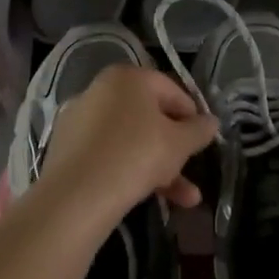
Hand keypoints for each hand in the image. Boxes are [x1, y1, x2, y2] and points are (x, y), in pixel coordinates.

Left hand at [35, 66, 217, 227]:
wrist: (78, 194)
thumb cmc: (137, 154)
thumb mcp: (179, 143)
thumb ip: (199, 130)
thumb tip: (211, 122)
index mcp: (128, 78)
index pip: (170, 89)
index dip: (192, 114)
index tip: (203, 139)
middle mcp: (100, 90)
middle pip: (148, 118)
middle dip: (175, 149)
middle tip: (191, 170)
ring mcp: (80, 119)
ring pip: (129, 140)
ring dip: (159, 168)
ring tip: (185, 200)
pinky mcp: (66, 148)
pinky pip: (107, 154)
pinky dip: (128, 171)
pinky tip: (144, 196)